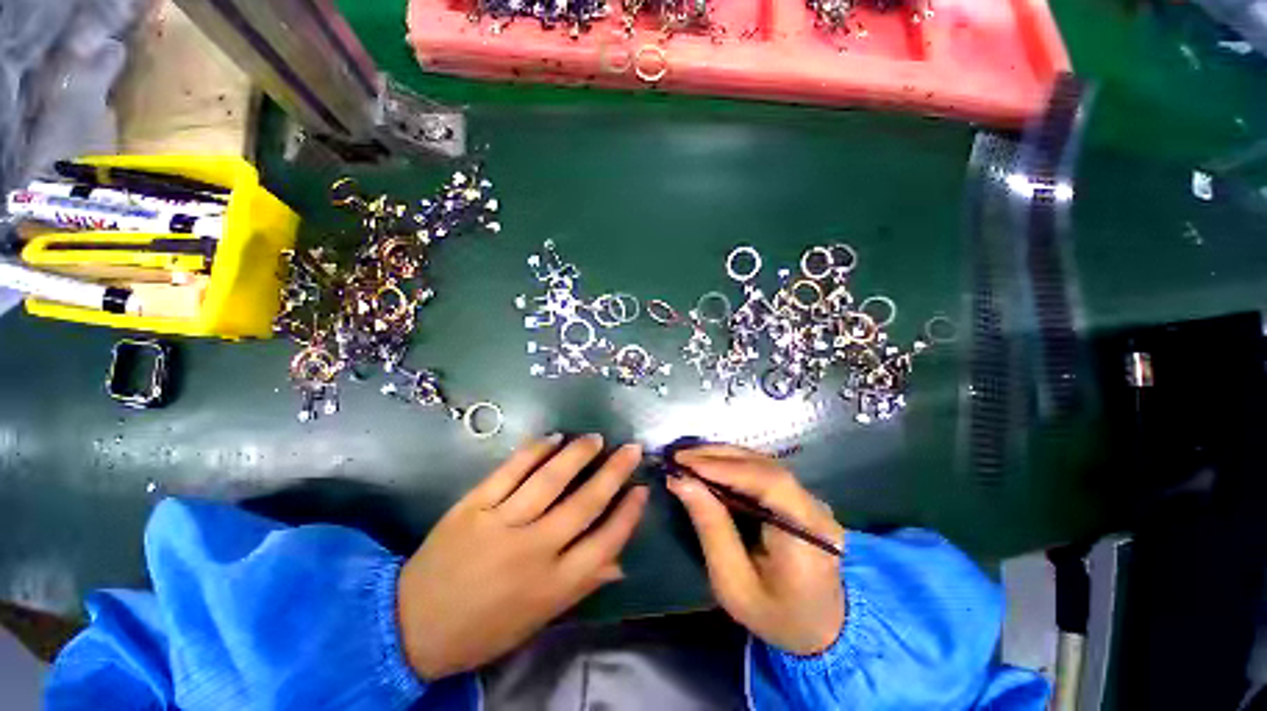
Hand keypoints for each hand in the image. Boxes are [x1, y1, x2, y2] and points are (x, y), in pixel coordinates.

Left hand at [397, 434, 648, 678]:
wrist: (410, 626)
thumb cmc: (483, 628)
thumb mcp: (538, 619)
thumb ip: (581, 586)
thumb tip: (619, 562)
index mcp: (552, 585)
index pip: (605, 542)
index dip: (629, 513)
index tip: (642, 489)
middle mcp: (533, 551)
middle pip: (585, 502)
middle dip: (615, 472)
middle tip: (631, 449)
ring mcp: (501, 524)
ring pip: (550, 479)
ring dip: (578, 454)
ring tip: (596, 438)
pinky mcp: (473, 505)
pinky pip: (510, 470)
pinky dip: (535, 450)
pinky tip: (554, 437)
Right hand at [667, 445, 844, 655]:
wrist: (820, 628)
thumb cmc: (774, 615)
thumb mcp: (734, 584)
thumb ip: (711, 529)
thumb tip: (682, 482)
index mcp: (807, 535)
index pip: (769, 483)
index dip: (726, 467)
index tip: (685, 463)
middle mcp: (814, 508)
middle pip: (765, 466)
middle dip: (718, 457)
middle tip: (679, 455)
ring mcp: (810, 499)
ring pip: (763, 463)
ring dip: (723, 457)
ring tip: (688, 458)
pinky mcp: (799, 497)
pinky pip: (763, 471)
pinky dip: (733, 464)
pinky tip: (710, 466)